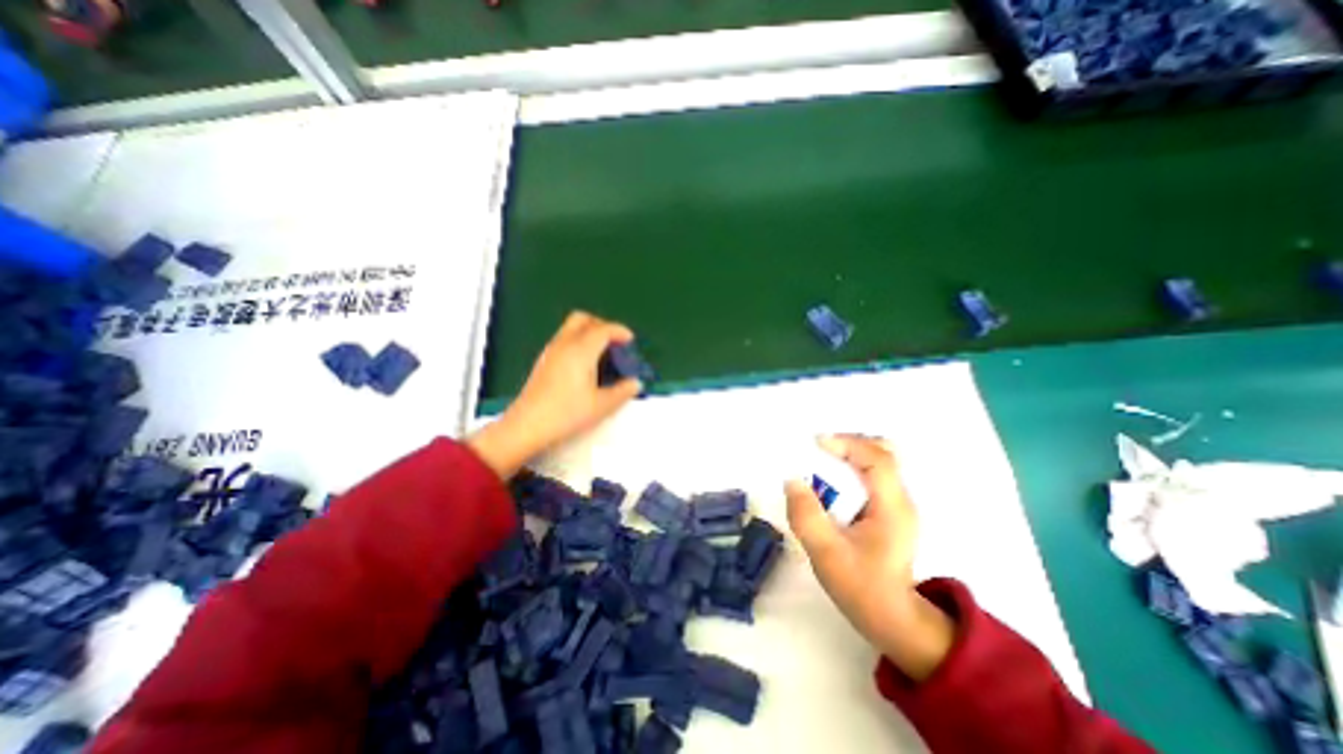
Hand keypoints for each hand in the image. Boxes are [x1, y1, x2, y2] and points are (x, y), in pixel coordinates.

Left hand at [468, 312, 641, 476]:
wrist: (527, 426)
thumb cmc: (565, 414)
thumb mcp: (601, 406)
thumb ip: (623, 392)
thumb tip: (635, 383)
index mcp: (581, 351)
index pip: (603, 329)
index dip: (619, 331)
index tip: (630, 340)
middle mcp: (564, 345)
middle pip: (583, 319)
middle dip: (602, 325)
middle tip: (614, 342)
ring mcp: (551, 352)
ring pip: (571, 328)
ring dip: (589, 332)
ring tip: (602, 354)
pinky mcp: (543, 361)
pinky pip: (563, 339)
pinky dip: (578, 342)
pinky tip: (584, 365)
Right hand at [784, 434, 958, 680]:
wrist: (893, 620)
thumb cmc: (862, 588)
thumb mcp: (827, 554)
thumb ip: (807, 516)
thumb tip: (792, 480)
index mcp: (892, 507)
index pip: (878, 459)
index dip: (847, 444)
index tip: (816, 443)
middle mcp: (900, 499)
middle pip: (882, 452)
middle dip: (848, 444)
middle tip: (818, 450)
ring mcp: (897, 504)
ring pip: (877, 462)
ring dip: (849, 455)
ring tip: (821, 463)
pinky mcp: (889, 511)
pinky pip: (871, 476)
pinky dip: (850, 469)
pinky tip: (831, 483)